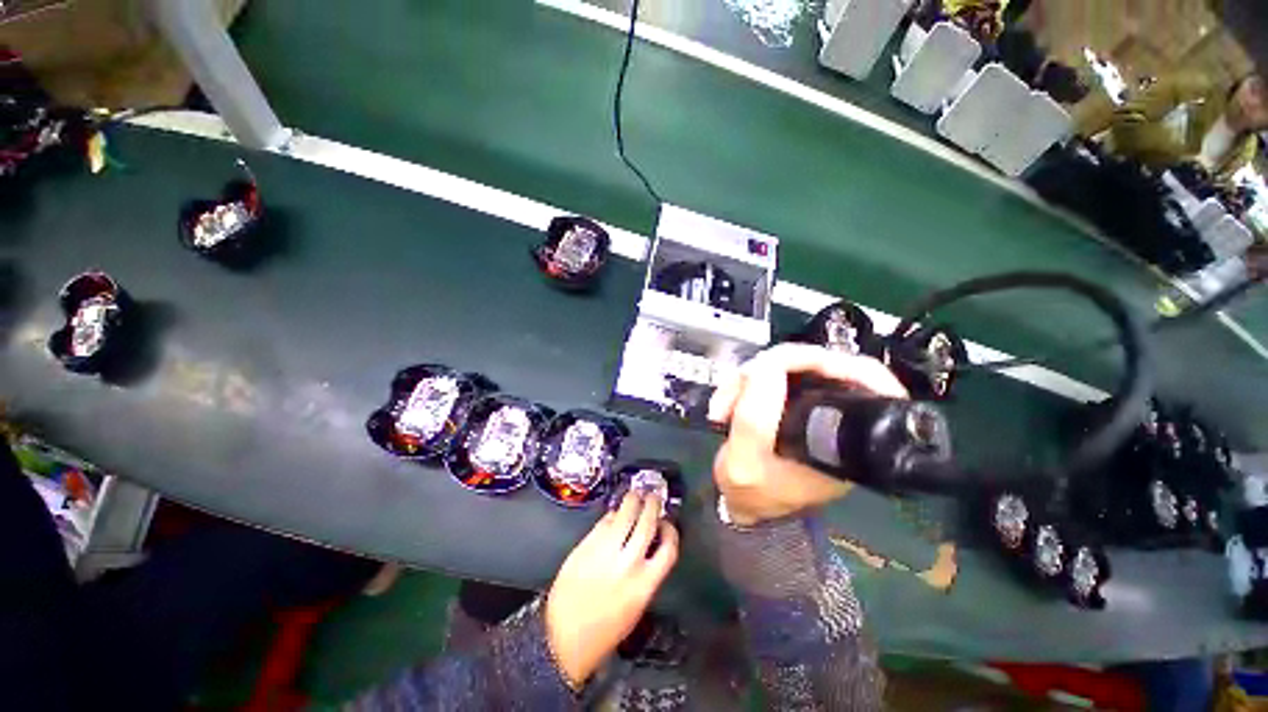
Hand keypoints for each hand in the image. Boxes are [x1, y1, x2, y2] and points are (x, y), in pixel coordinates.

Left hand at [545, 492, 677, 687]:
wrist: (563, 637)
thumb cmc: (604, 630)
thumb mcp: (636, 606)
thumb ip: (646, 574)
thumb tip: (650, 543)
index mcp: (644, 584)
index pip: (668, 549)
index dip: (671, 531)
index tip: (667, 523)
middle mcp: (627, 563)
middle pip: (647, 523)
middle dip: (653, 505)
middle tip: (654, 496)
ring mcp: (605, 551)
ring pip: (625, 514)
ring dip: (633, 500)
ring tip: (636, 495)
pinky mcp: (586, 544)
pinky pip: (604, 521)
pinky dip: (612, 514)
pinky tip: (614, 513)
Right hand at [707, 343, 907, 525]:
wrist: (744, 505)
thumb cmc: (752, 493)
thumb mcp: (746, 464)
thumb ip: (753, 420)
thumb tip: (764, 367)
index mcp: (846, 439)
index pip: (861, 379)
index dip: (819, 360)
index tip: (773, 364)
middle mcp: (839, 420)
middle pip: (820, 365)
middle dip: (769, 369)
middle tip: (736, 387)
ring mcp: (816, 409)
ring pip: (793, 367)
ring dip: (750, 378)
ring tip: (725, 405)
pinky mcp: (795, 404)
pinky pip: (776, 376)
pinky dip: (749, 383)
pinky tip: (730, 401)